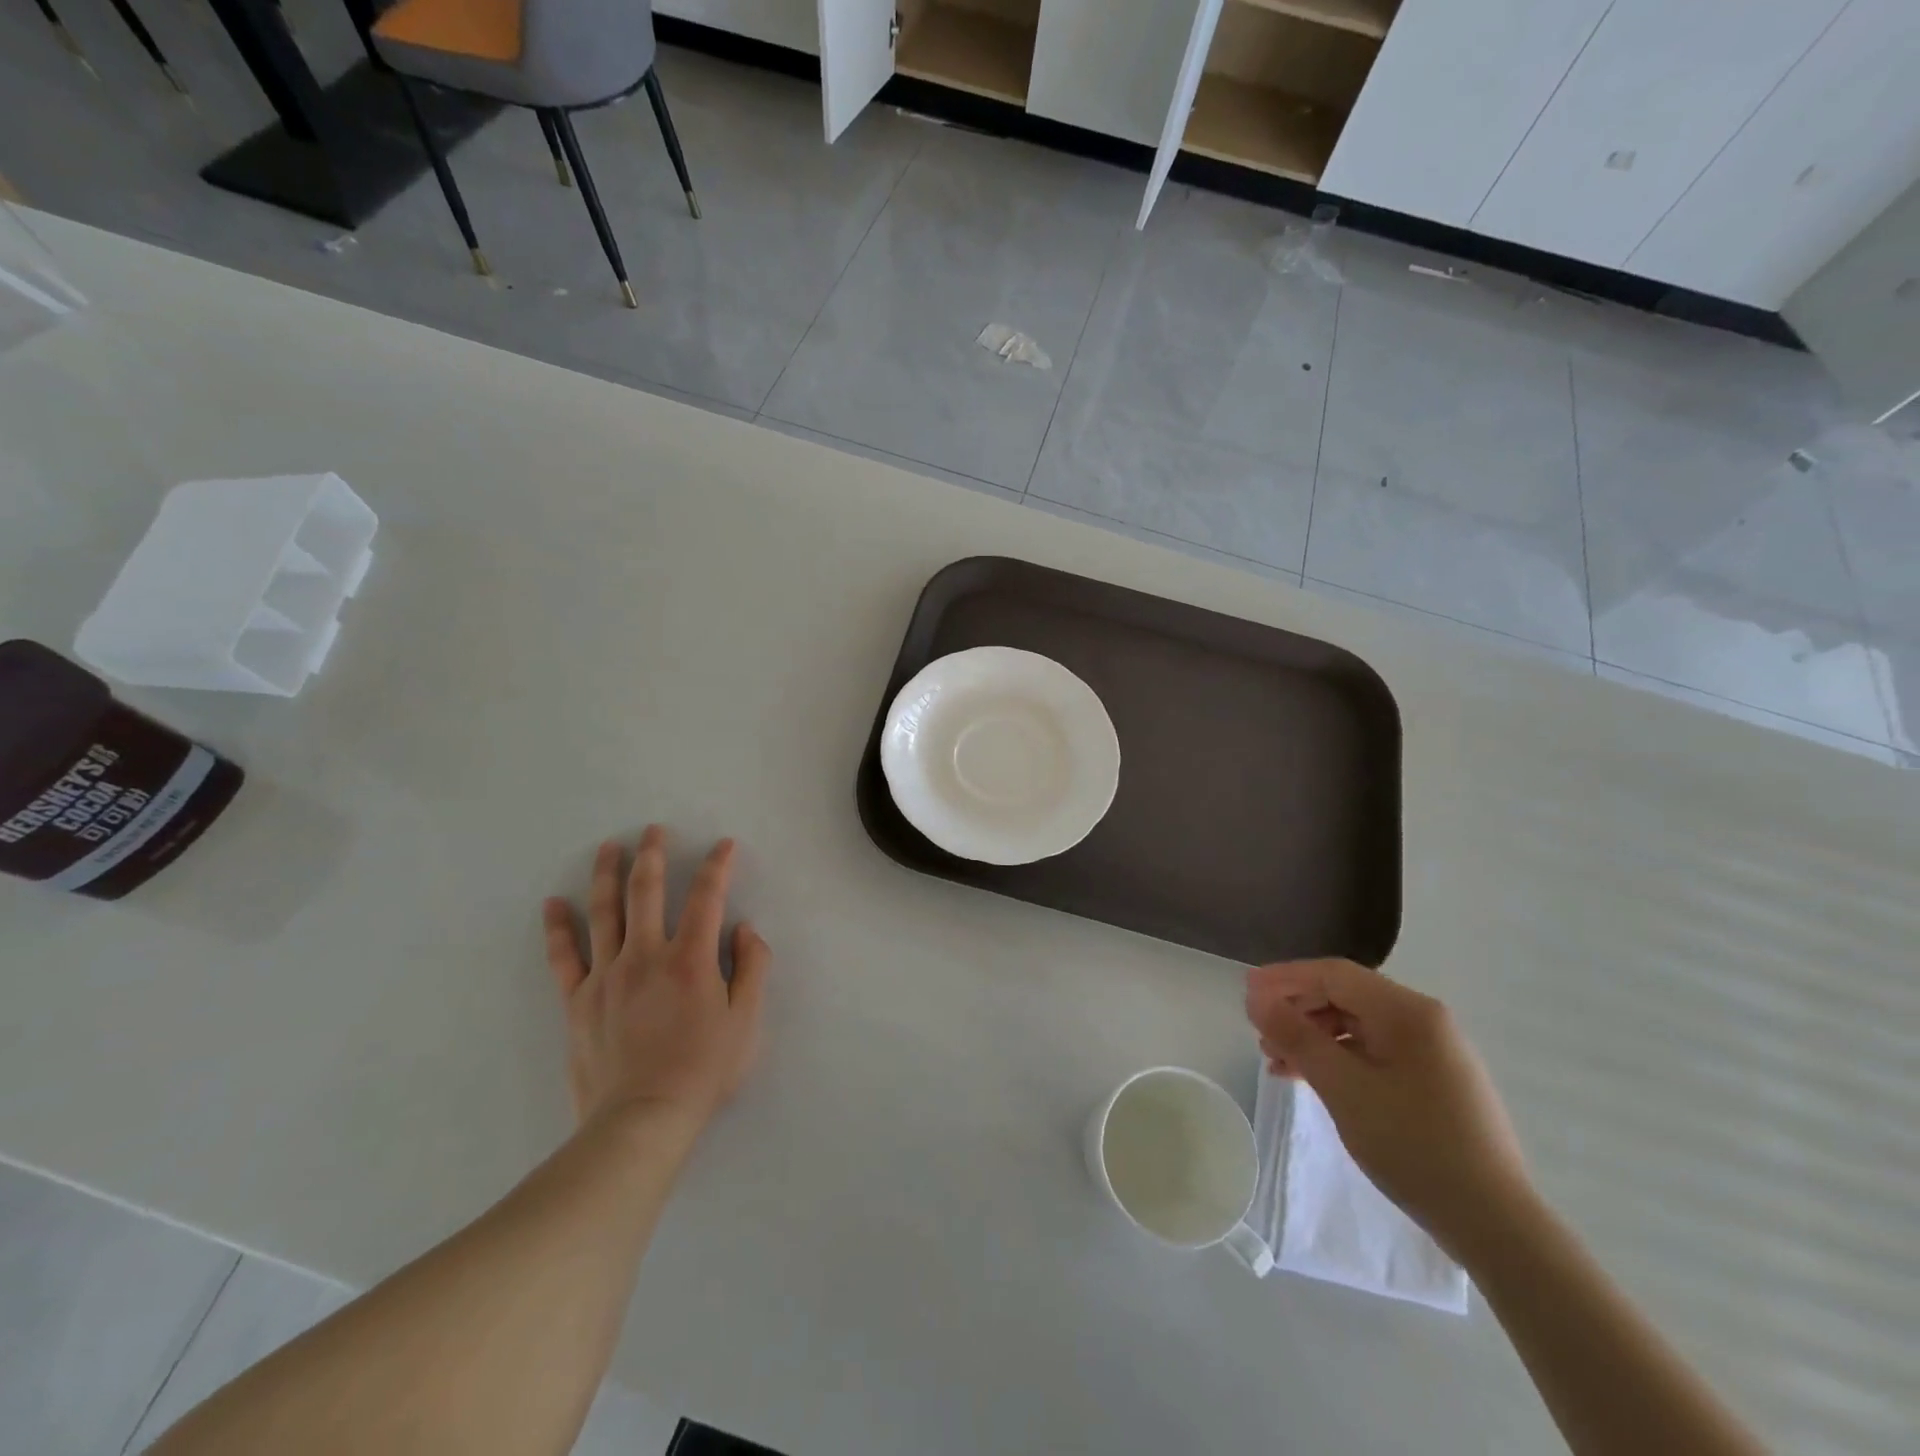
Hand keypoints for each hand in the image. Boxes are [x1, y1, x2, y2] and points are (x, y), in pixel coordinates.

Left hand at [543, 826, 769, 1131]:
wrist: (642, 1120)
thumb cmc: (703, 1070)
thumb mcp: (746, 1022)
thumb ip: (752, 969)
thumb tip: (744, 929)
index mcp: (691, 959)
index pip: (707, 897)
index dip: (718, 866)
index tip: (723, 845)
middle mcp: (646, 955)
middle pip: (647, 892)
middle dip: (653, 854)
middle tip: (653, 830)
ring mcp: (606, 976)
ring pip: (605, 912)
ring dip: (608, 874)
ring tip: (609, 847)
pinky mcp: (578, 1000)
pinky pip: (564, 956)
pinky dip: (558, 927)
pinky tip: (554, 904)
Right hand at [1247, 958, 1532, 1259]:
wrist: (1496, 1225)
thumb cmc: (1414, 1146)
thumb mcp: (1343, 1087)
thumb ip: (1296, 1036)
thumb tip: (1256, 998)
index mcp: (1407, 1011)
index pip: (1333, 974)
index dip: (1284, 978)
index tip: (1245, 993)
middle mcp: (1424, 1020)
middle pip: (1345, 996)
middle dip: (1297, 1009)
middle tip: (1259, 1032)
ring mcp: (1433, 1051)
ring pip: (1357, 1025)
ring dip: (1313, 1036)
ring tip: (1276, 1061)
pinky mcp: (1435, 1081)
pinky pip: (1374, 1052)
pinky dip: (1338, 1058)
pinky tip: (1311, 1079)